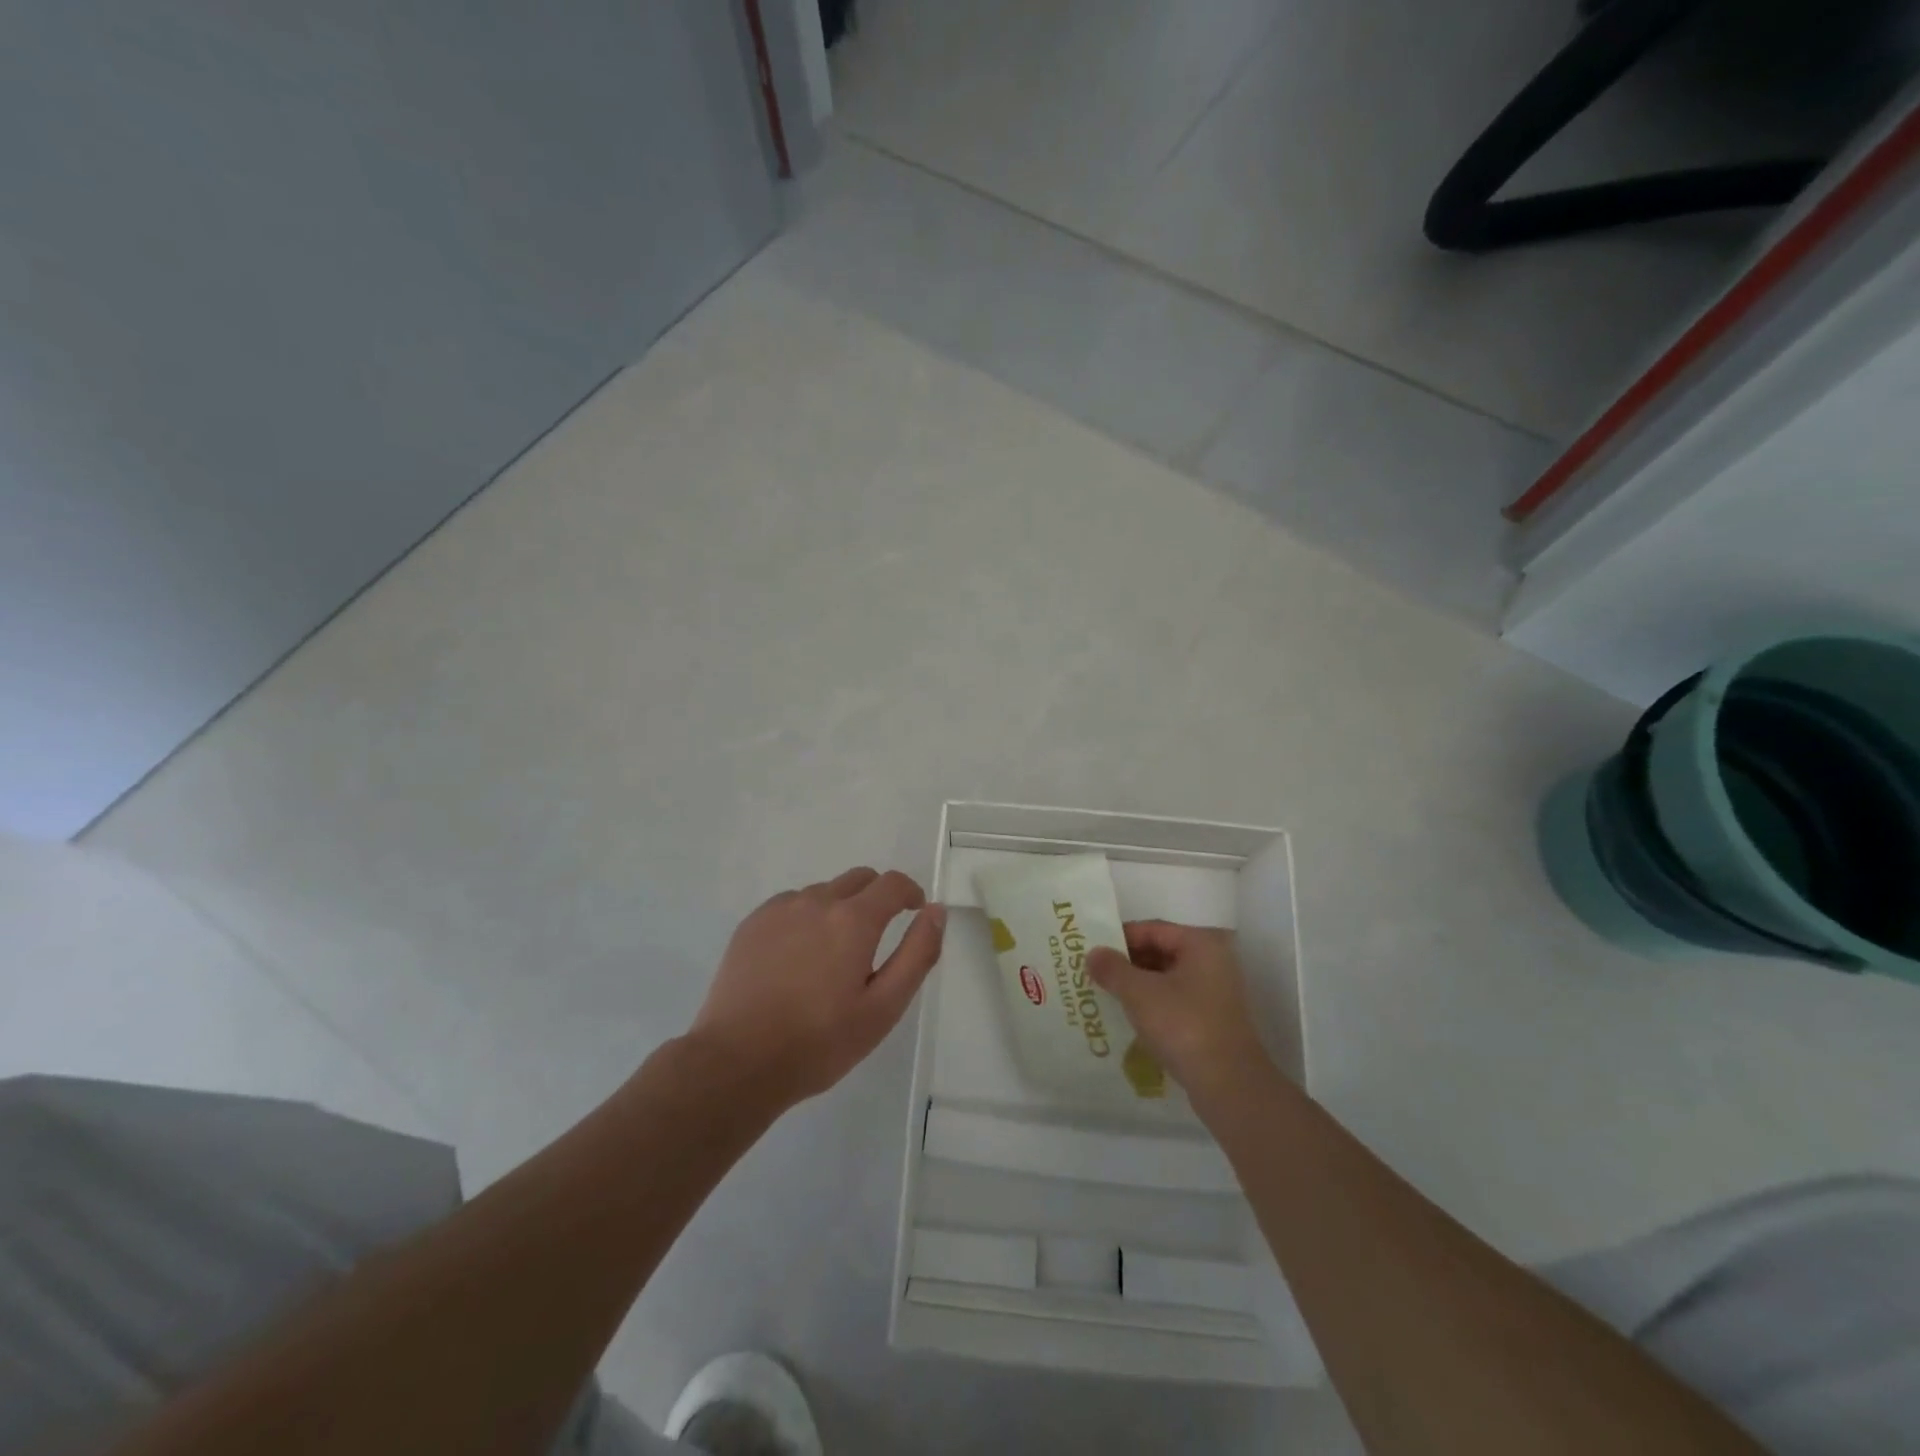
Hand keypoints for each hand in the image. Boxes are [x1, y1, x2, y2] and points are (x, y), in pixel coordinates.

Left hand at [688, 867, 945, 1109]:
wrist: (736, 1062)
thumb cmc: (819, 1042)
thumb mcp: (883, 1008)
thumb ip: (917, 954)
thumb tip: (936, 911)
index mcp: (854, 920)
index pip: (893, 883)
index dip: (910, 893)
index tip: (914, 913)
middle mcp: (817, 901)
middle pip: (859, 879)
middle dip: (877, 898)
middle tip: (874, 940)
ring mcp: (780, 909)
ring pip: (823, 892)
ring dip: (839, 909)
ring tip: (831, 957)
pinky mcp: (752, 923)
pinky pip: (791, 905)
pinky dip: (805, 918)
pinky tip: (796, 959)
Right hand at [1087, 921, 1270, 1102]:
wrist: (1229, 1086)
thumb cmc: (1184, 1026)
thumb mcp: (1139, 993)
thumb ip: (1112, 968)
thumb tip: (1093, 953)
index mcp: (1201, 944)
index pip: (1152, 929)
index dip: (1120, 937)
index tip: (1092, 951)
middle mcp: (1212, 962)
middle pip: (1160, 951)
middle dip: (1127, 962)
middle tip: (1094, 973)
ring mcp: (1215, 993)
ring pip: (1166, 978)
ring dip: (1137, 984)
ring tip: (1105, 994)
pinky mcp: (1212, 1020)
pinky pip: (1174, 1001)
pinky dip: (1151, 1004)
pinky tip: (1128, 1017)